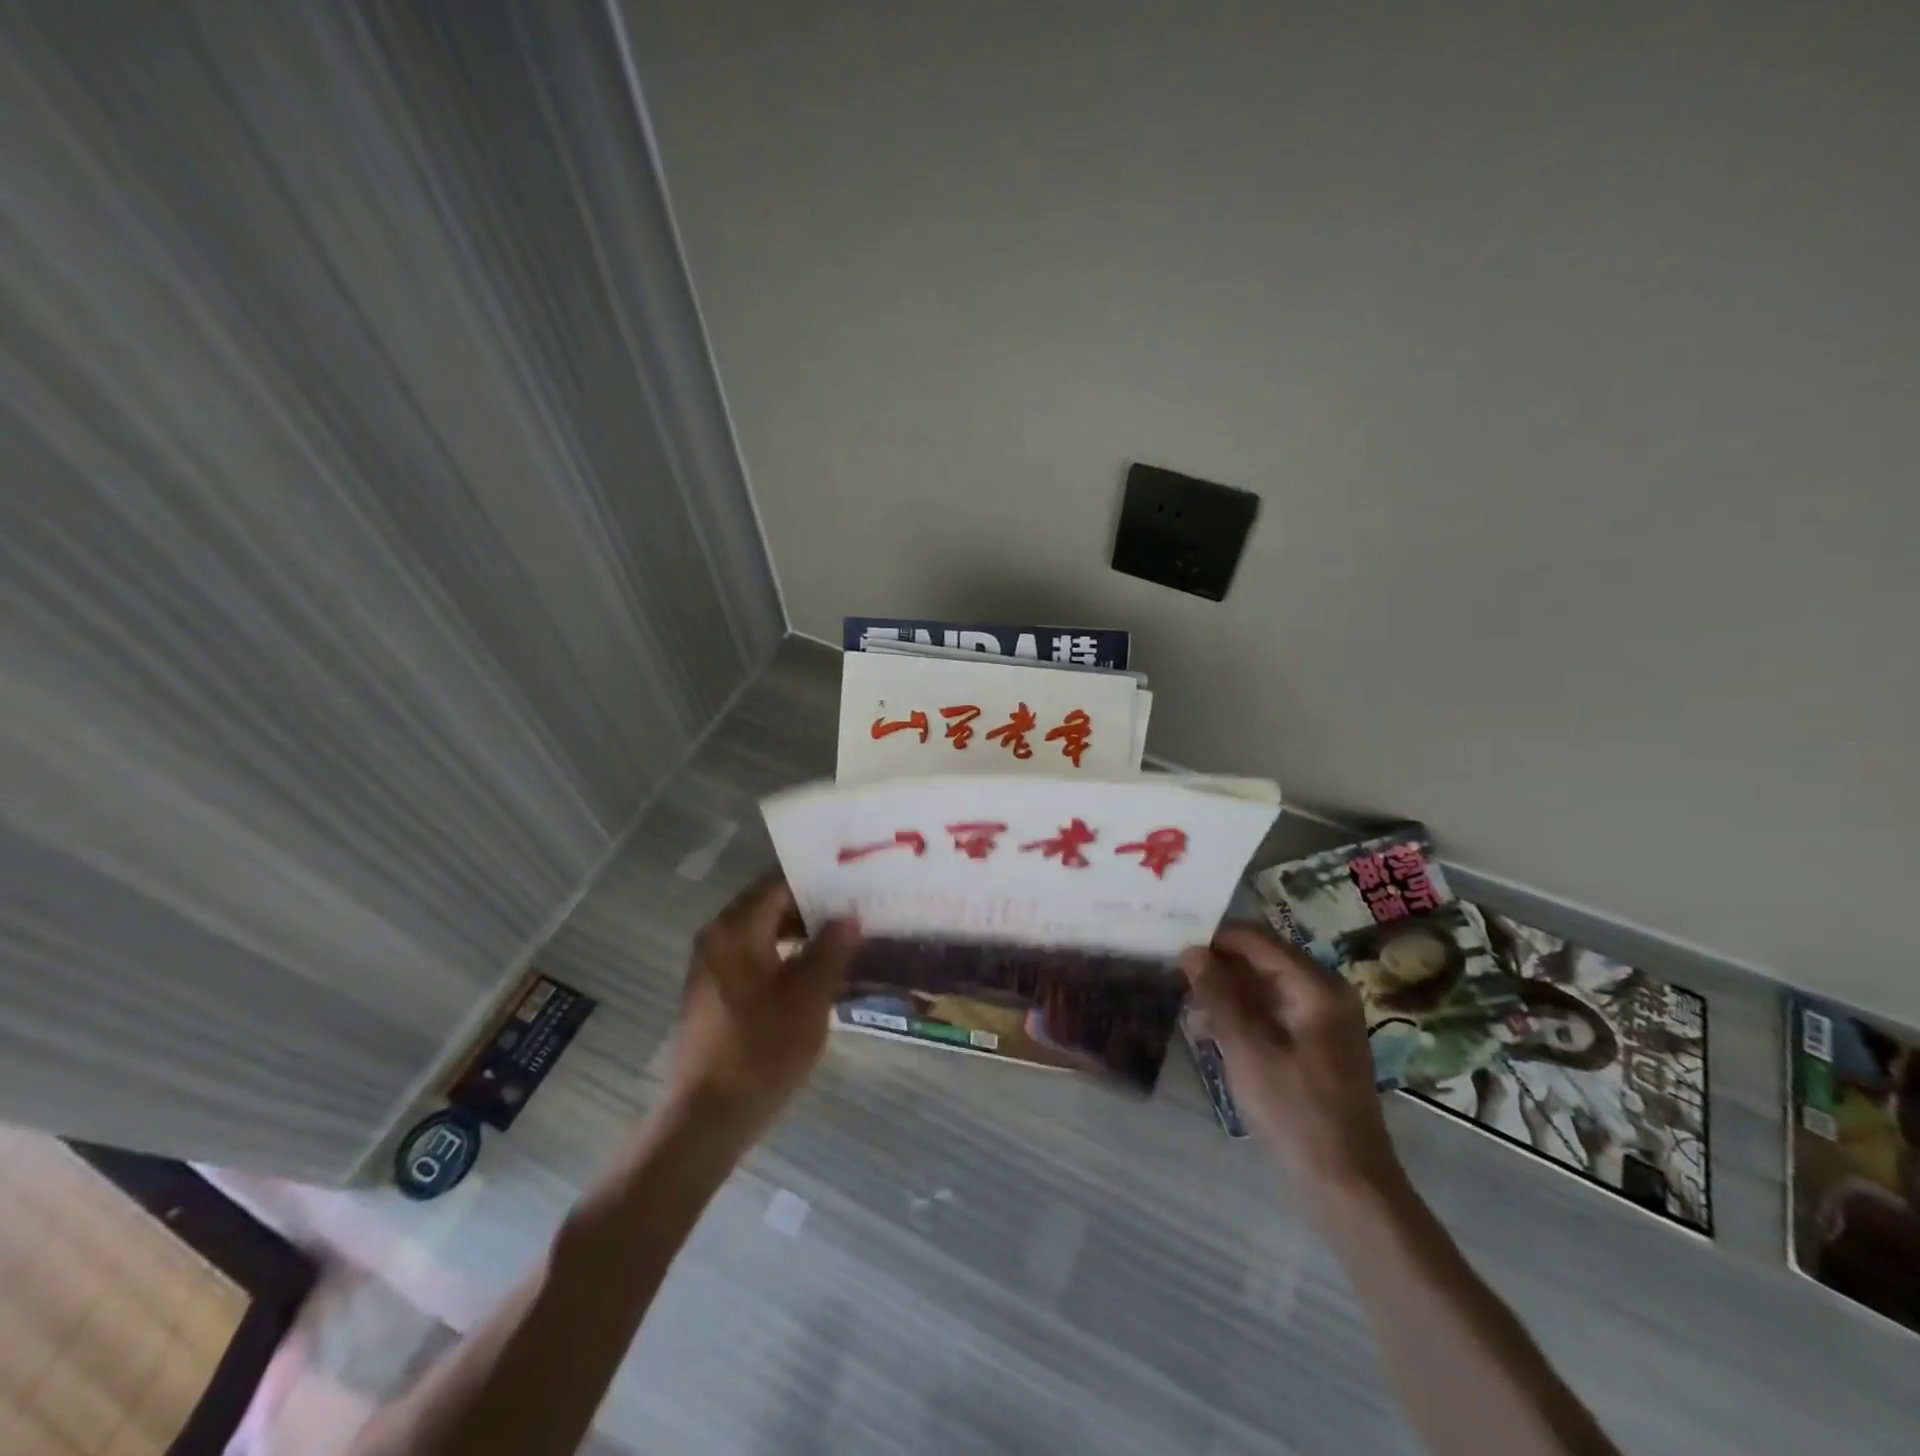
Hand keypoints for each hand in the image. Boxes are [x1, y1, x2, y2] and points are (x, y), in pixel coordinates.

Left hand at [670, 874, 860, 1136]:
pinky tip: (815, 970)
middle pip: (769, 905)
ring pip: (762, 931)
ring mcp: (711, 965)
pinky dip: (783, 954)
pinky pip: (753, 955)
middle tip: (854, 908)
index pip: (779, 883)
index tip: (852, 882)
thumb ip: (831, 950)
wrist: (707, 1118)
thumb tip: (849, 916)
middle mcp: (717, 937)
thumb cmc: (761, 1051)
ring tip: (843, 937)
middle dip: (811, 907)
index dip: (817, 881)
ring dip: (799, 932)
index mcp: (736, 929)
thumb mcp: (809, 998)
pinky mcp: (713, 991)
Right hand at [1182, 925, 1400, 1193]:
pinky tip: (1207, 1033)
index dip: (1213, 937)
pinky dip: (1240, 1017)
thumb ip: (1217, 994)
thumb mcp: (1246, 1048)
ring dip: (1224, 994)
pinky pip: (1270, 1014)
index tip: (1172, 940)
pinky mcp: (1313, 1046)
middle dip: (1216, 967)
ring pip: (1261, 989)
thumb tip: (1190, 950)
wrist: (1346, 1184)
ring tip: (1185, 1009)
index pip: (1256, 940)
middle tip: (1172, 975)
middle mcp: (1322, 993)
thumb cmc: (1295, 1110)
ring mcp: (1320, 1021)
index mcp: (1315, 986)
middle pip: (1259, 962)